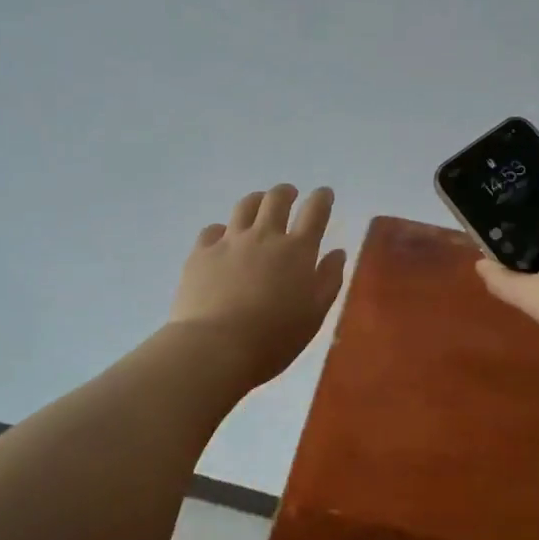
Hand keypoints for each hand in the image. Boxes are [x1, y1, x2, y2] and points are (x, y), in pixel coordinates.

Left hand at [168, 184, 348, 390]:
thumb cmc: (274, 338)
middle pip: (276, 199)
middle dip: (286, 192)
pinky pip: (212, 230)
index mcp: (297, 251)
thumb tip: (337, 253)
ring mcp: (229, 242)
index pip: (314, 212)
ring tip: (258, 204)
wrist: (215, 347)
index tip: (324, 193)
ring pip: (244, 206)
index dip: (322, 198)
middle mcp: (264, 237)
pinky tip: (222, 238)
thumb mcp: (314, 315)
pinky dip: (222, 229)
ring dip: (256, 201)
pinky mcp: (201, 253)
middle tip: (289, 194)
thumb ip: (328, 280)